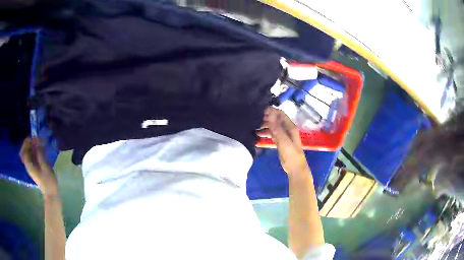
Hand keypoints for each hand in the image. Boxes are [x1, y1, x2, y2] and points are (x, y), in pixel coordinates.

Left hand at [20, 138, 58, 196]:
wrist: (51, 194)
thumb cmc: (48, 181)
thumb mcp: (45, 166)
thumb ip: (40, 153)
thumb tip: (37, 140)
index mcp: (29, 165)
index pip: (24, 150)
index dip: (27, 142)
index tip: (33, 138)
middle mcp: (28, 165)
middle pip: (25, 151)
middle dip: (29, 144)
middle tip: (36, 139)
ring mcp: (31, 168)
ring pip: (28, 154)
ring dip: (32, 147)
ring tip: (39, 143)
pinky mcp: (35, 169)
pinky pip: (32, 157)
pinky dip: (34, 152)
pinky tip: (40, 151)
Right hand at [258, 107, 308, 175]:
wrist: (295, 169)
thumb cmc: (291, 155)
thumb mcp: (284, 142)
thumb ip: (277, 129)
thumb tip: (270, 115)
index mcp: (290, 127)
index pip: (280, 114)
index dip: (271, 111)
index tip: (259, 110)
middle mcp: (286, 129)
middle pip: (275, 119)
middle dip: (265, 117)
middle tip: (253, 118)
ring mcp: (283, 135)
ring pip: (272, 126)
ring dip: (264, 125)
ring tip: (253, 126)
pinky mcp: (280, 142)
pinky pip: (271, 134)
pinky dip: (265, 133)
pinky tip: (257, 134)